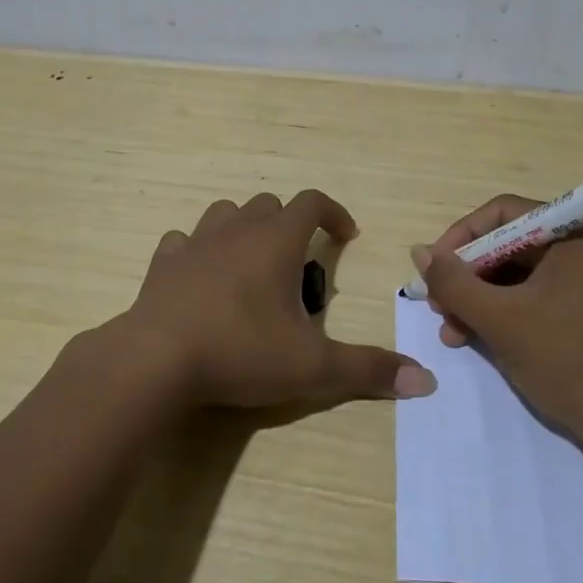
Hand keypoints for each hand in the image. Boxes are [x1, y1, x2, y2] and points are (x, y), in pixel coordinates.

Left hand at [121, 189, 435, 409]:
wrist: (156, 360)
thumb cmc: (240, 352)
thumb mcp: (312, 367)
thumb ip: (368, 370)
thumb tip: (426, 380)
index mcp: (276, 242)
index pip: (312, 202)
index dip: (333, 213)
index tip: (346, 235)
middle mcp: (236, 230)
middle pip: (268, 205)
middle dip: (289, 224)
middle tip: (299, 264)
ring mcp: (195, 243)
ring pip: (224, 214)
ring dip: (243, 228)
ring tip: (251, 264)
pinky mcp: (162, 264)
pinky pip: (183, 241)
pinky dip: (198, 251)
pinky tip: (201, 278)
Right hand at [412, 194, 582, 440]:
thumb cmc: (570, 361)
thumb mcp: (501, 319)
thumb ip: (453, 282)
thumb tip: (418, 251)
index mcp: (577, 234)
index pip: (504, 213)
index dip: (462, 237)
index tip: (434, 269)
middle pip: (510, 244)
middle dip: (468, 275)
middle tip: (439, 305)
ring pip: (519, 274)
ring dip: (480, 299)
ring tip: (451, 330)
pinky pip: (537, 296)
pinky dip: (505, 313)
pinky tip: (475, 338)